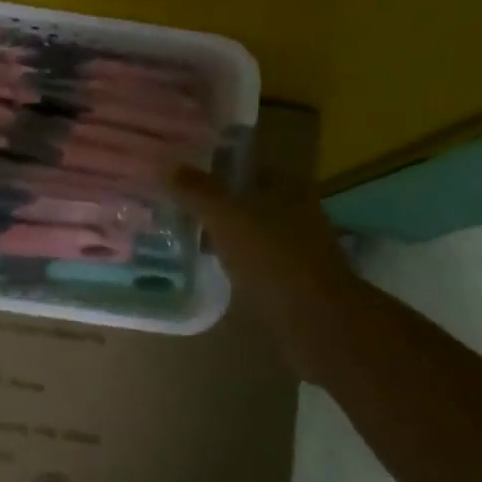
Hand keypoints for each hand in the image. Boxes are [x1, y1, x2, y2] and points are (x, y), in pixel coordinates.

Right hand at [169, 166, 363, 379]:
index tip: (181, 170)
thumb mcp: (226, 217)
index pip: (246, 163)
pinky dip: (231, 256)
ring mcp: (294, 244)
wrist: (314, 317)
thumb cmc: (272, 257)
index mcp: (287, 185)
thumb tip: (166, 166)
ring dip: (222, 229)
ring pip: (248, 228)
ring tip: (183, 229)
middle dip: (214, 198)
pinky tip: (207, 262)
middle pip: (247, 195)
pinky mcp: (288, 275)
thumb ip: (197, 191)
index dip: (214, 163)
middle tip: (174, 200)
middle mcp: (295, 208)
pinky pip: (251, 256)